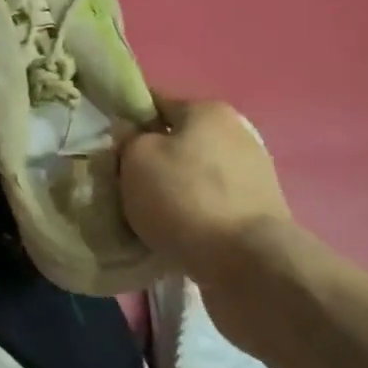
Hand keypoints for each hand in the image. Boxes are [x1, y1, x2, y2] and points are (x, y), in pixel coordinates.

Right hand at [119, 97, 289, 265]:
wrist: (248, 263)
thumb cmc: (184, 197)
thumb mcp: (136, 158)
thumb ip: (128, 139)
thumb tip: (132, 137)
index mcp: (207, 111)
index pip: (155, 104)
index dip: (128, 122)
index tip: (109, 147)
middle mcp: (237, 134)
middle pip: (177, 142)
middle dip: (151, 161)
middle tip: (125, 185)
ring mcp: (253, 175)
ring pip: (193, 176)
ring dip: (172, 191)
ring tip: (147, 215)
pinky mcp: (258, 214)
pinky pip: (211, 206)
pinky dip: (192, 215)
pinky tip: (175, 233)